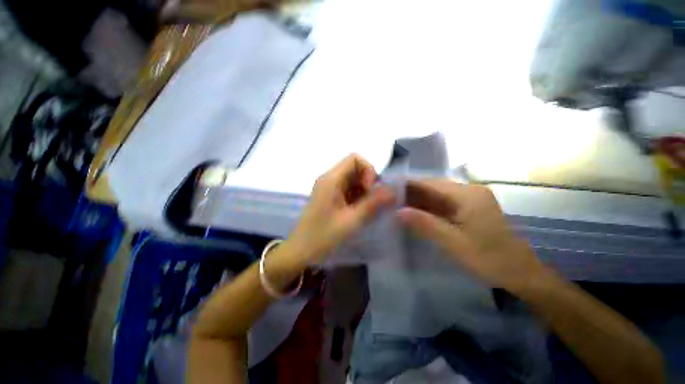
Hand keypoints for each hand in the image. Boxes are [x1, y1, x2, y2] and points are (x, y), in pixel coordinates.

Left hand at [288, 154, 394, 264]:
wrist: (301, 251)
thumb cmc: (323, 237)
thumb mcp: (352, 221)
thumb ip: (373, 204)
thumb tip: (393, 190)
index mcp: (331, 179)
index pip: (355, 159)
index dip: (368, 171)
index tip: (371, 191)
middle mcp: (329, 178)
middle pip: (355, 168)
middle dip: (368, 183)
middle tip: (371, 203)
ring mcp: (328, 187)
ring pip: (353, 179)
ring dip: (363, 191)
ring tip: (364, 210)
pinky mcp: (329, 196)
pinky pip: (348, 189)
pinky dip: (357, 197)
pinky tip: (357, 212)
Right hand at [398, 179, 543, 291]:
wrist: (520, 272)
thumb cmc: (488, 258)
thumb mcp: (453, 243)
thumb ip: (425, 224)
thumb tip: (398, 211)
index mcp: (466, 194)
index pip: (428, 183)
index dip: (407, 184)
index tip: (387, 189)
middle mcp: (468, 190)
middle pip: (432, 186)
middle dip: (410, 193)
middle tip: (388, 200)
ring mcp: (470, 198)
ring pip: (436, 194)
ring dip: (417, 200)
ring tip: (396, 206)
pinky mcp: (469, 207)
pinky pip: (443, 203)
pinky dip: (427, 207)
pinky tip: (414, 213)